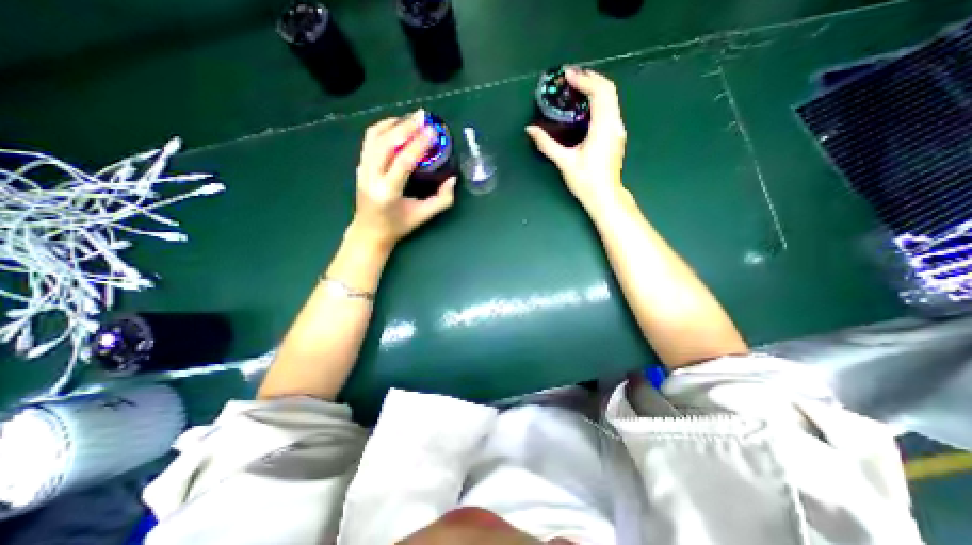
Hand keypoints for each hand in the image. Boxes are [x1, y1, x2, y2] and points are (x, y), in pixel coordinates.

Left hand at [351, 110, 456, 250]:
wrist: (369, 232)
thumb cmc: (398, 226)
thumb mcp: (423, 216)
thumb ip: (442, 200)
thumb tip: (452, 179)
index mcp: (388, 192)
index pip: (403, 161)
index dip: (419, 144)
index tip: (433, 131)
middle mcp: (372, 177)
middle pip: (386, 143)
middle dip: (405, 126)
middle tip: (423, 117)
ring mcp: (363, 170)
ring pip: (374, 137)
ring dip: (393, 124)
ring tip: (411, 118)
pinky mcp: (360, 165)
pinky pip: (369, 140)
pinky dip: (382, 128)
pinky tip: (396, 125)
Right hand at [528, 66, 625, 213]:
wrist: (604, 196)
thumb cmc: (585, 181)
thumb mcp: (564, 162)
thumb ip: (546, 144)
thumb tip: (530, 130)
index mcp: (602, 127)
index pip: (599, 92)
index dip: (584, 80)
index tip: (567, 75)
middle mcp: (614, 124)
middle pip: (608, 90)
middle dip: (590, 79)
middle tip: (571, 78)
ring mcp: (618, 129)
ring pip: (611, 98)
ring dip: (595, 88)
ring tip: (576, 88)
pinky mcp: (616, 135)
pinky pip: (610, 108)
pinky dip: (598, 100)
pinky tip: (585, 106)